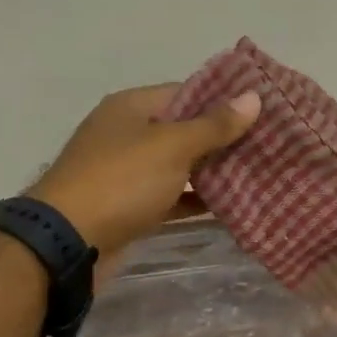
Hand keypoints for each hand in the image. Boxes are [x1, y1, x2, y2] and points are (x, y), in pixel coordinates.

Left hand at [30, 84, 259, 256]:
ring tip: (259, 172)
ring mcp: (127, 172)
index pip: (186, 92)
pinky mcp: (130, 207)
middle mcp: (128, 134)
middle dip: (223, 138)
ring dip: (213, 171)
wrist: (68, 243)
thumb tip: (253, 97)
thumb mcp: (172, 146)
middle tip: (268, 143)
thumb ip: (214, 125)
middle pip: (184, 129)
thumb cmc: (121, 181)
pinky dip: (196, 200)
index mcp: (132, 107)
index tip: (261, 109)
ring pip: (179, 165)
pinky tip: (231, 205)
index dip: (224, 99)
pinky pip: (171, 196)